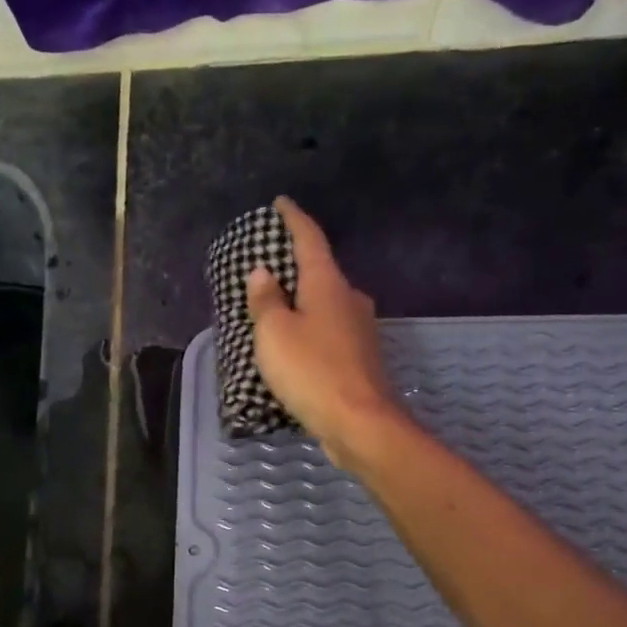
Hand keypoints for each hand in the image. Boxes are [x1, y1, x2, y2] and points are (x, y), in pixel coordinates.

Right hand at [246, 195, 404, 467]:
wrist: (359, 423)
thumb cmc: (311, 371)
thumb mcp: (275, 334)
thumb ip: (266, 301)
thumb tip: (264, 273)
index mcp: (328, 284)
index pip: (310, 239)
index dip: (293, 219)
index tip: (281, 203)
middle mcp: (350, 299)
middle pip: (321, 272)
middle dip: (296, 267)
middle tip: (269, 266)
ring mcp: (361, 330)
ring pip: (327, 305)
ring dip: (304, 303)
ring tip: (277, 309)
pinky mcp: (362, 358)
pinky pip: (330, 332)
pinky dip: (312, 330)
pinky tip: (298, 345)